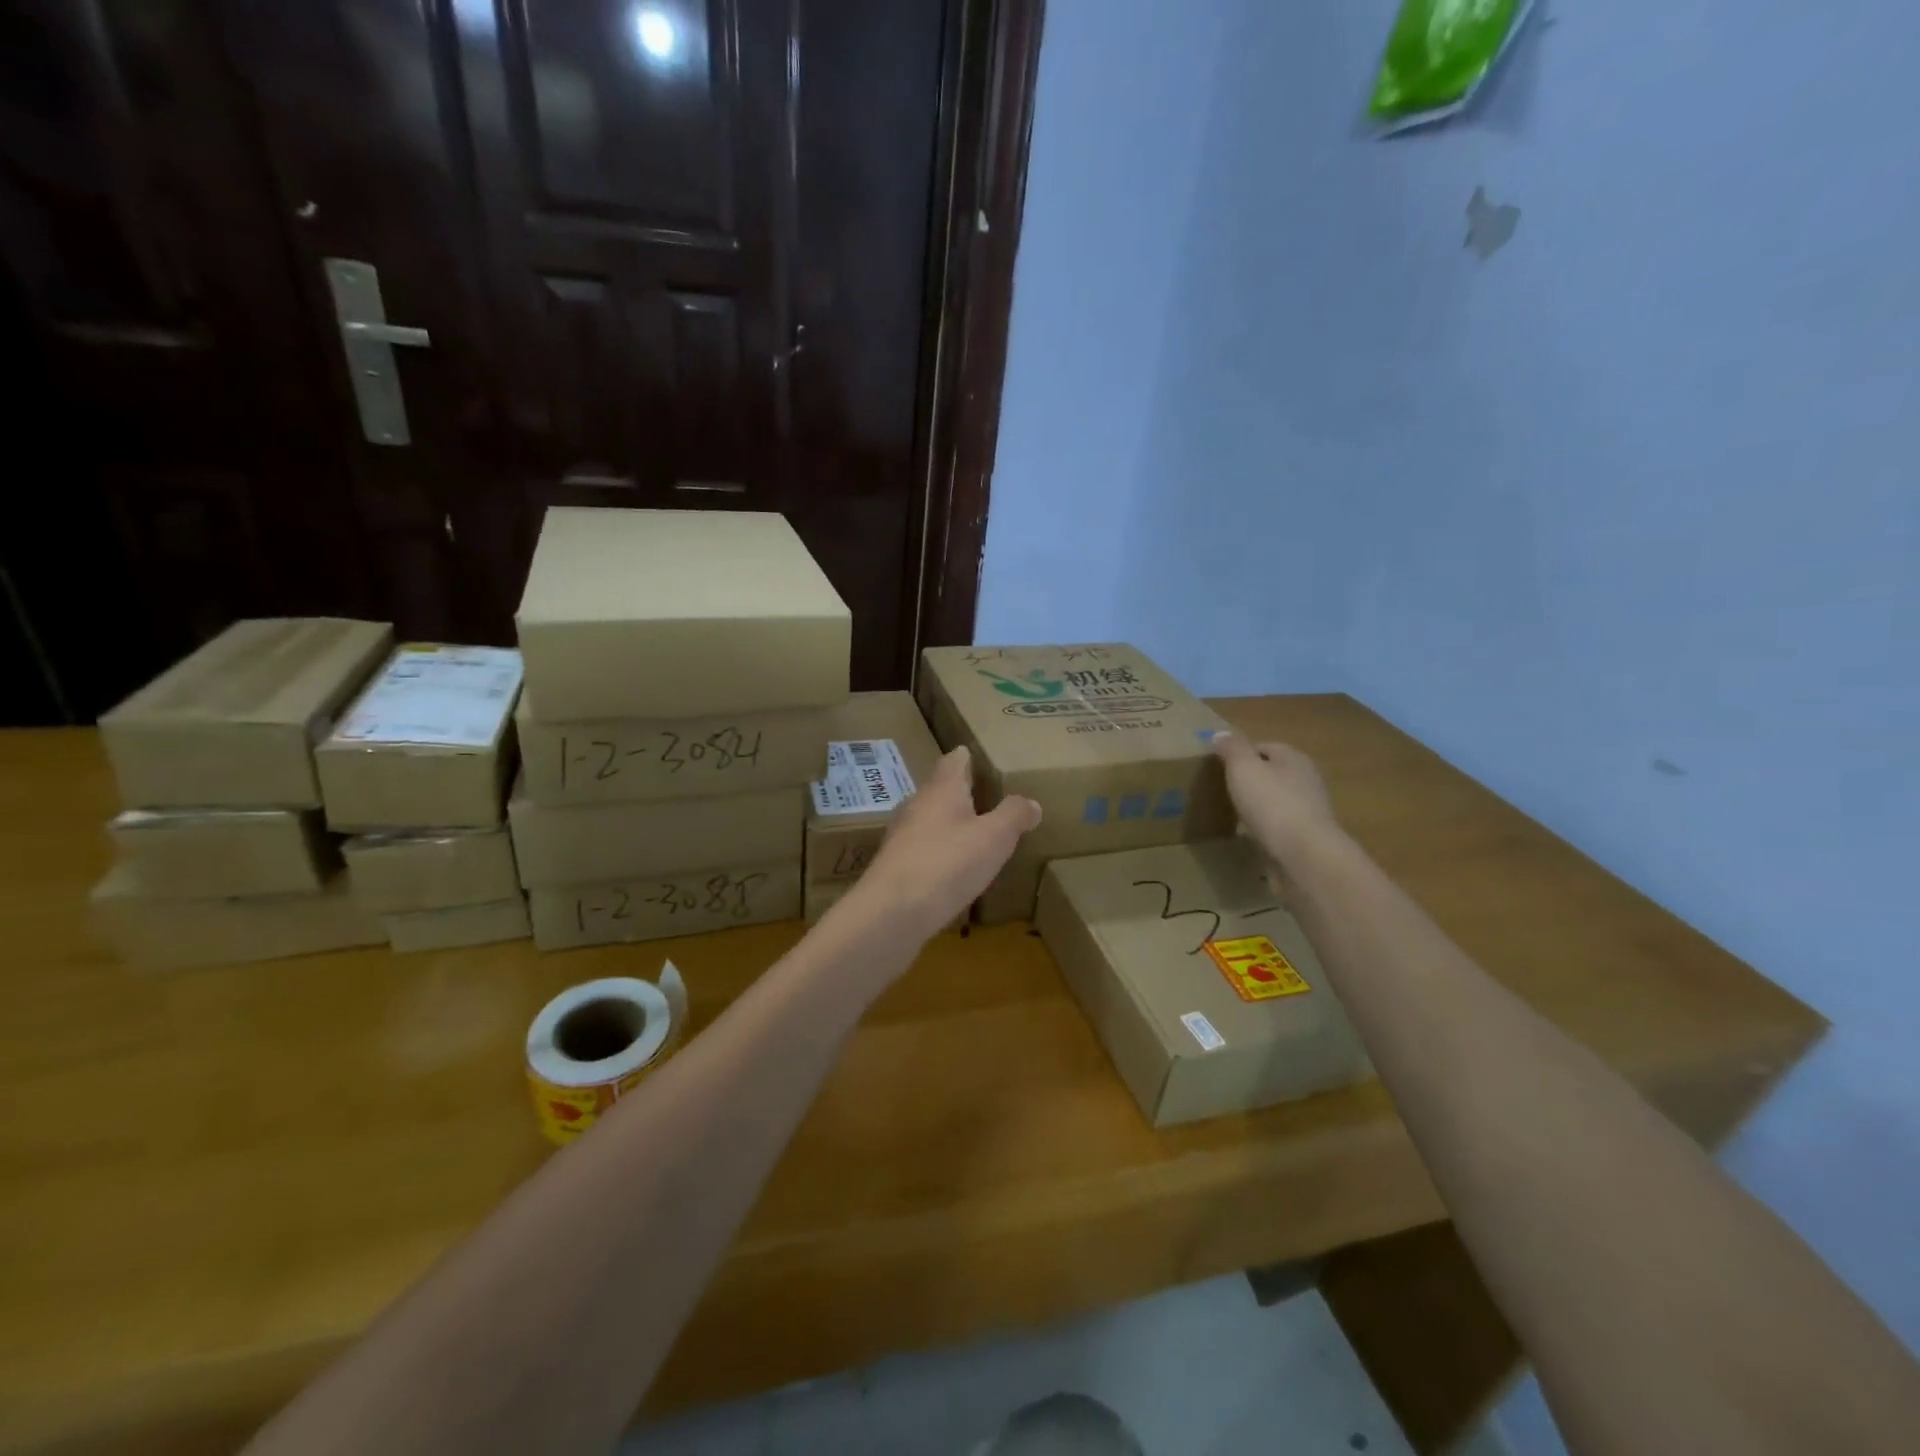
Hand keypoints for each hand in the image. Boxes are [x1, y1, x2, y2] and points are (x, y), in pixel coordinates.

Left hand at [837, 746, 1040, 941]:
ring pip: (927, 820)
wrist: (892, 911)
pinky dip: (938, 852)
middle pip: (938, 790)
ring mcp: (900, 836)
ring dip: (947, 824)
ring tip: (971, 833)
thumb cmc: (948, 863)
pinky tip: (950, 869)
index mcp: (941, 790)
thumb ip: (1014, 816)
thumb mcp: (994, 837)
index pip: (953, 761)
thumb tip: (1031, 802)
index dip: (966, 757)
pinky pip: (921, 850)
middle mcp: (916, 806)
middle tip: (982, 797)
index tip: (974, 755)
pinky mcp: (894, 867)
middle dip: (958, 792)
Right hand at [1213, 733, 1344, 867]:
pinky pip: (1280, 826)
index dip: (1240, 754)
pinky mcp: (1306, 837)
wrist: (1304, 855)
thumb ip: (1232, 748)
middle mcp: (1306, 779)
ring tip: (1233, 813)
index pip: (1263, 747)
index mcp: (1293, 758)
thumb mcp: (1244, 767)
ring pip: (1277, 800)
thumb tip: (1221, 734)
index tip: (1218, 766)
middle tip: (1223, 789)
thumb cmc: (1272, 803)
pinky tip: (1250, 835)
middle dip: (1251, 780)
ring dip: (1259, 805)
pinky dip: (1266, 828)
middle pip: (1273, 773)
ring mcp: (1309, 810)